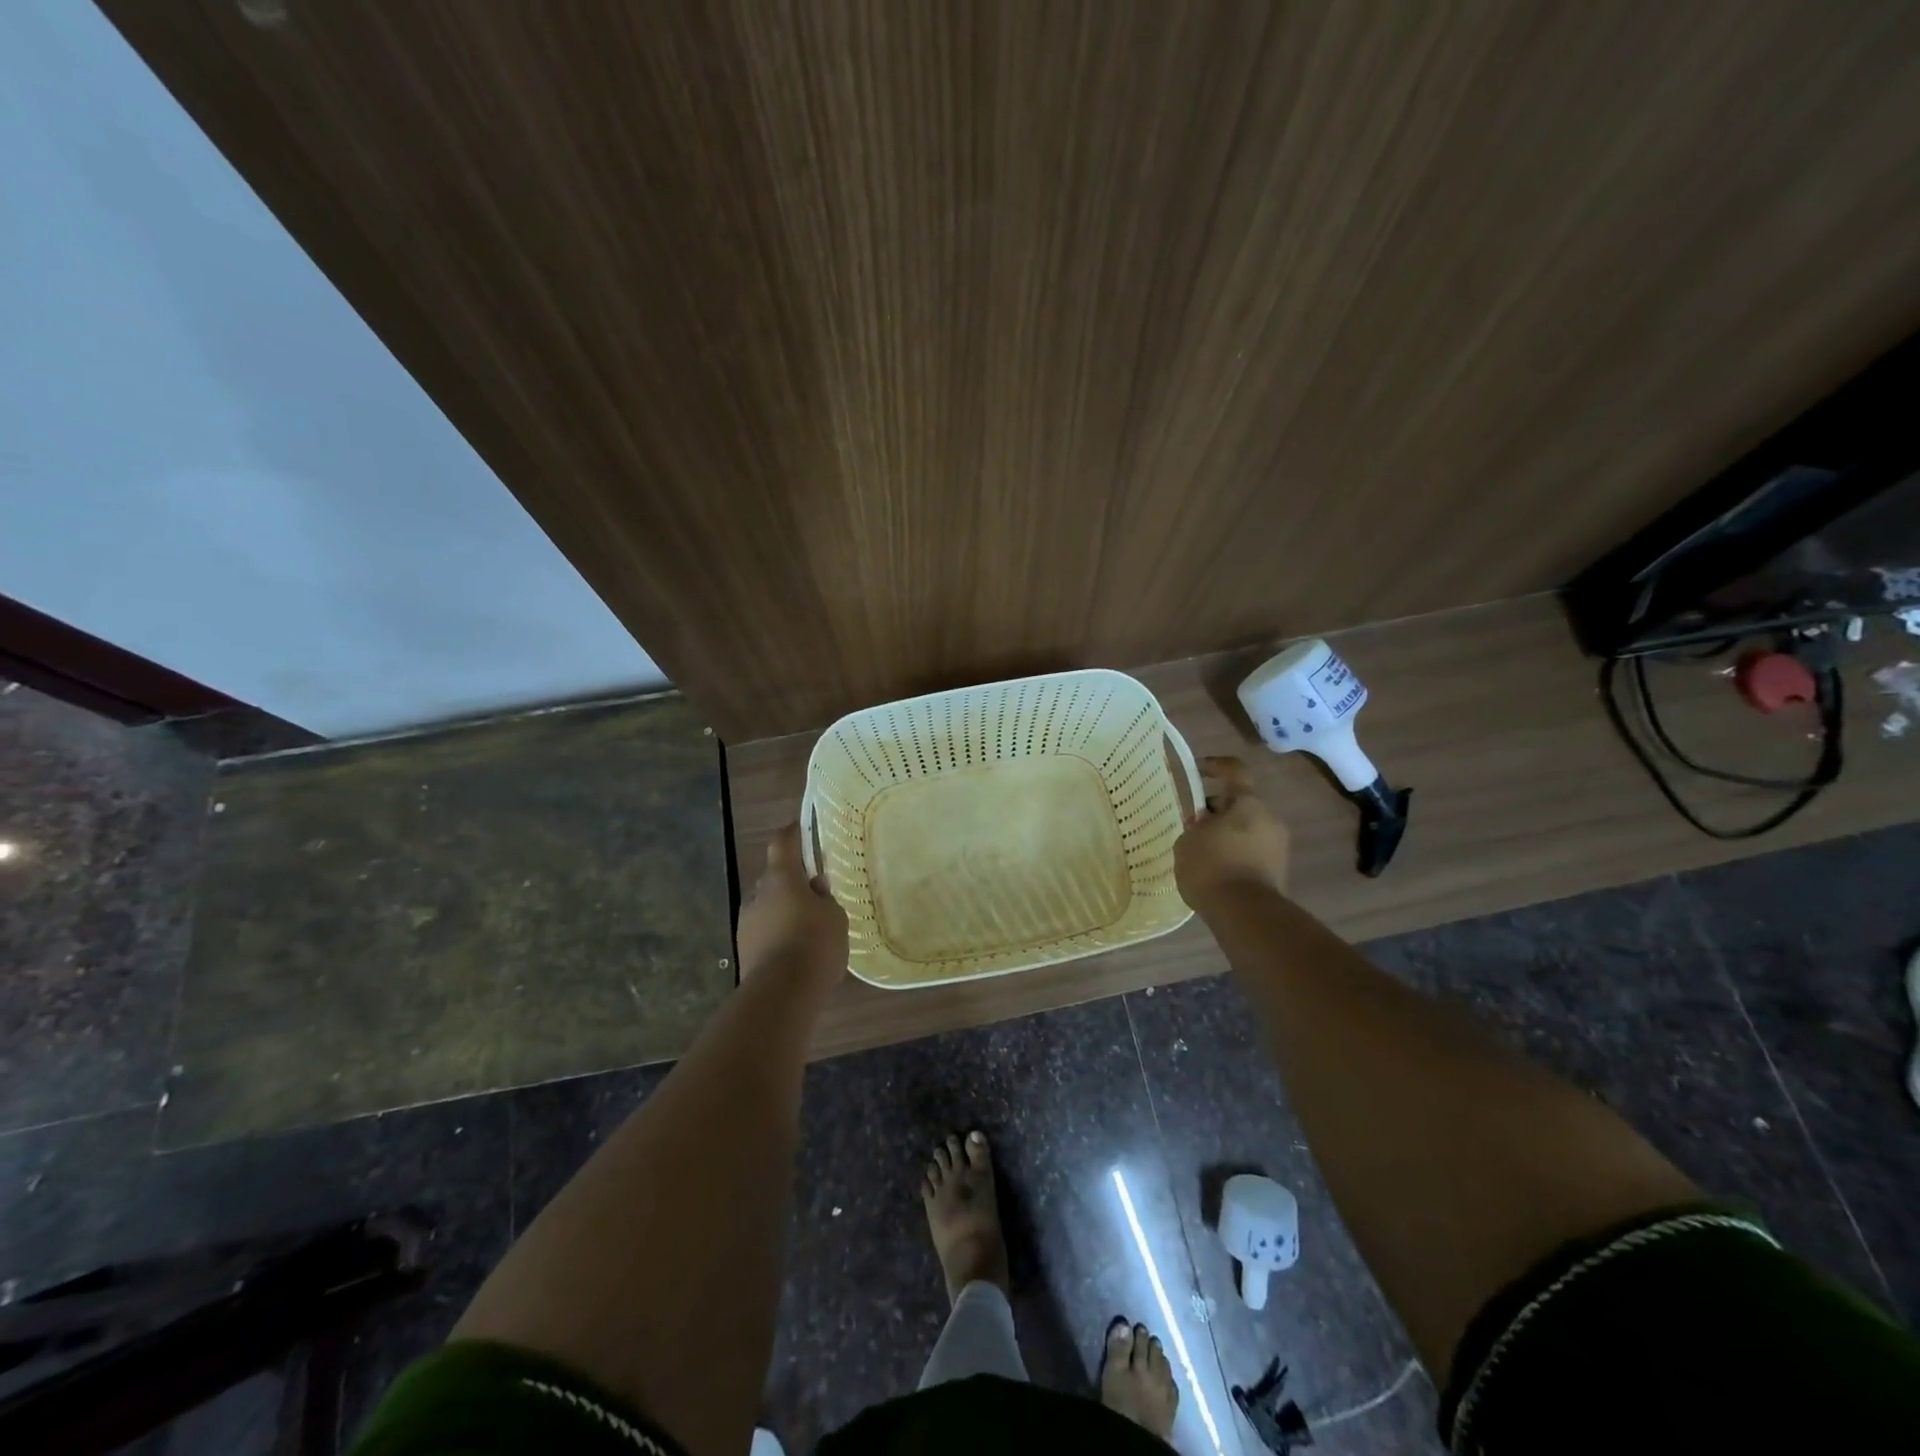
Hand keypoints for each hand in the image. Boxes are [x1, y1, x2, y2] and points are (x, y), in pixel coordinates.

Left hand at [736, 823, 848, 987]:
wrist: (781, 993)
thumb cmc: (814, 943)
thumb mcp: (834, 916)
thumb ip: (824, 898)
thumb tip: (815, 888)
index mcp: (781, 878)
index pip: (782, 843)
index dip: (791, 833)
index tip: (800, 828)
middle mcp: (758, 895)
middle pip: (774, 877)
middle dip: (791, 881)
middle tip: (814, 892)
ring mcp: (747, 923)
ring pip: (767, 906)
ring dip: (784, 910)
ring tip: (807, 927)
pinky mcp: (744, 950)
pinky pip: (764, 931)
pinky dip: (778, 933)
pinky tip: (796, 949)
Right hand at [1174, 756, 1290, 907]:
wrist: (1245, 913)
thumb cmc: (1212, 866)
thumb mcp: (1188, 841)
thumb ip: (1195, 826)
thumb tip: (1204, 825)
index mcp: (1247, 803)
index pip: (1235, 770)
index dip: (1216, 766)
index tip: (1198, 770)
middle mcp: (1269, 819)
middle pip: (1241, 804)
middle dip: (1217, 811)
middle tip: (1193, 825)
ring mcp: (1279, 847)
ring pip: (1248, 830)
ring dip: (1227, 835)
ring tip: (1201, 853)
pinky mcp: (1279, 872)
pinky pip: (1253, 853)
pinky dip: (1235, 856)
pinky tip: (1215, 872)